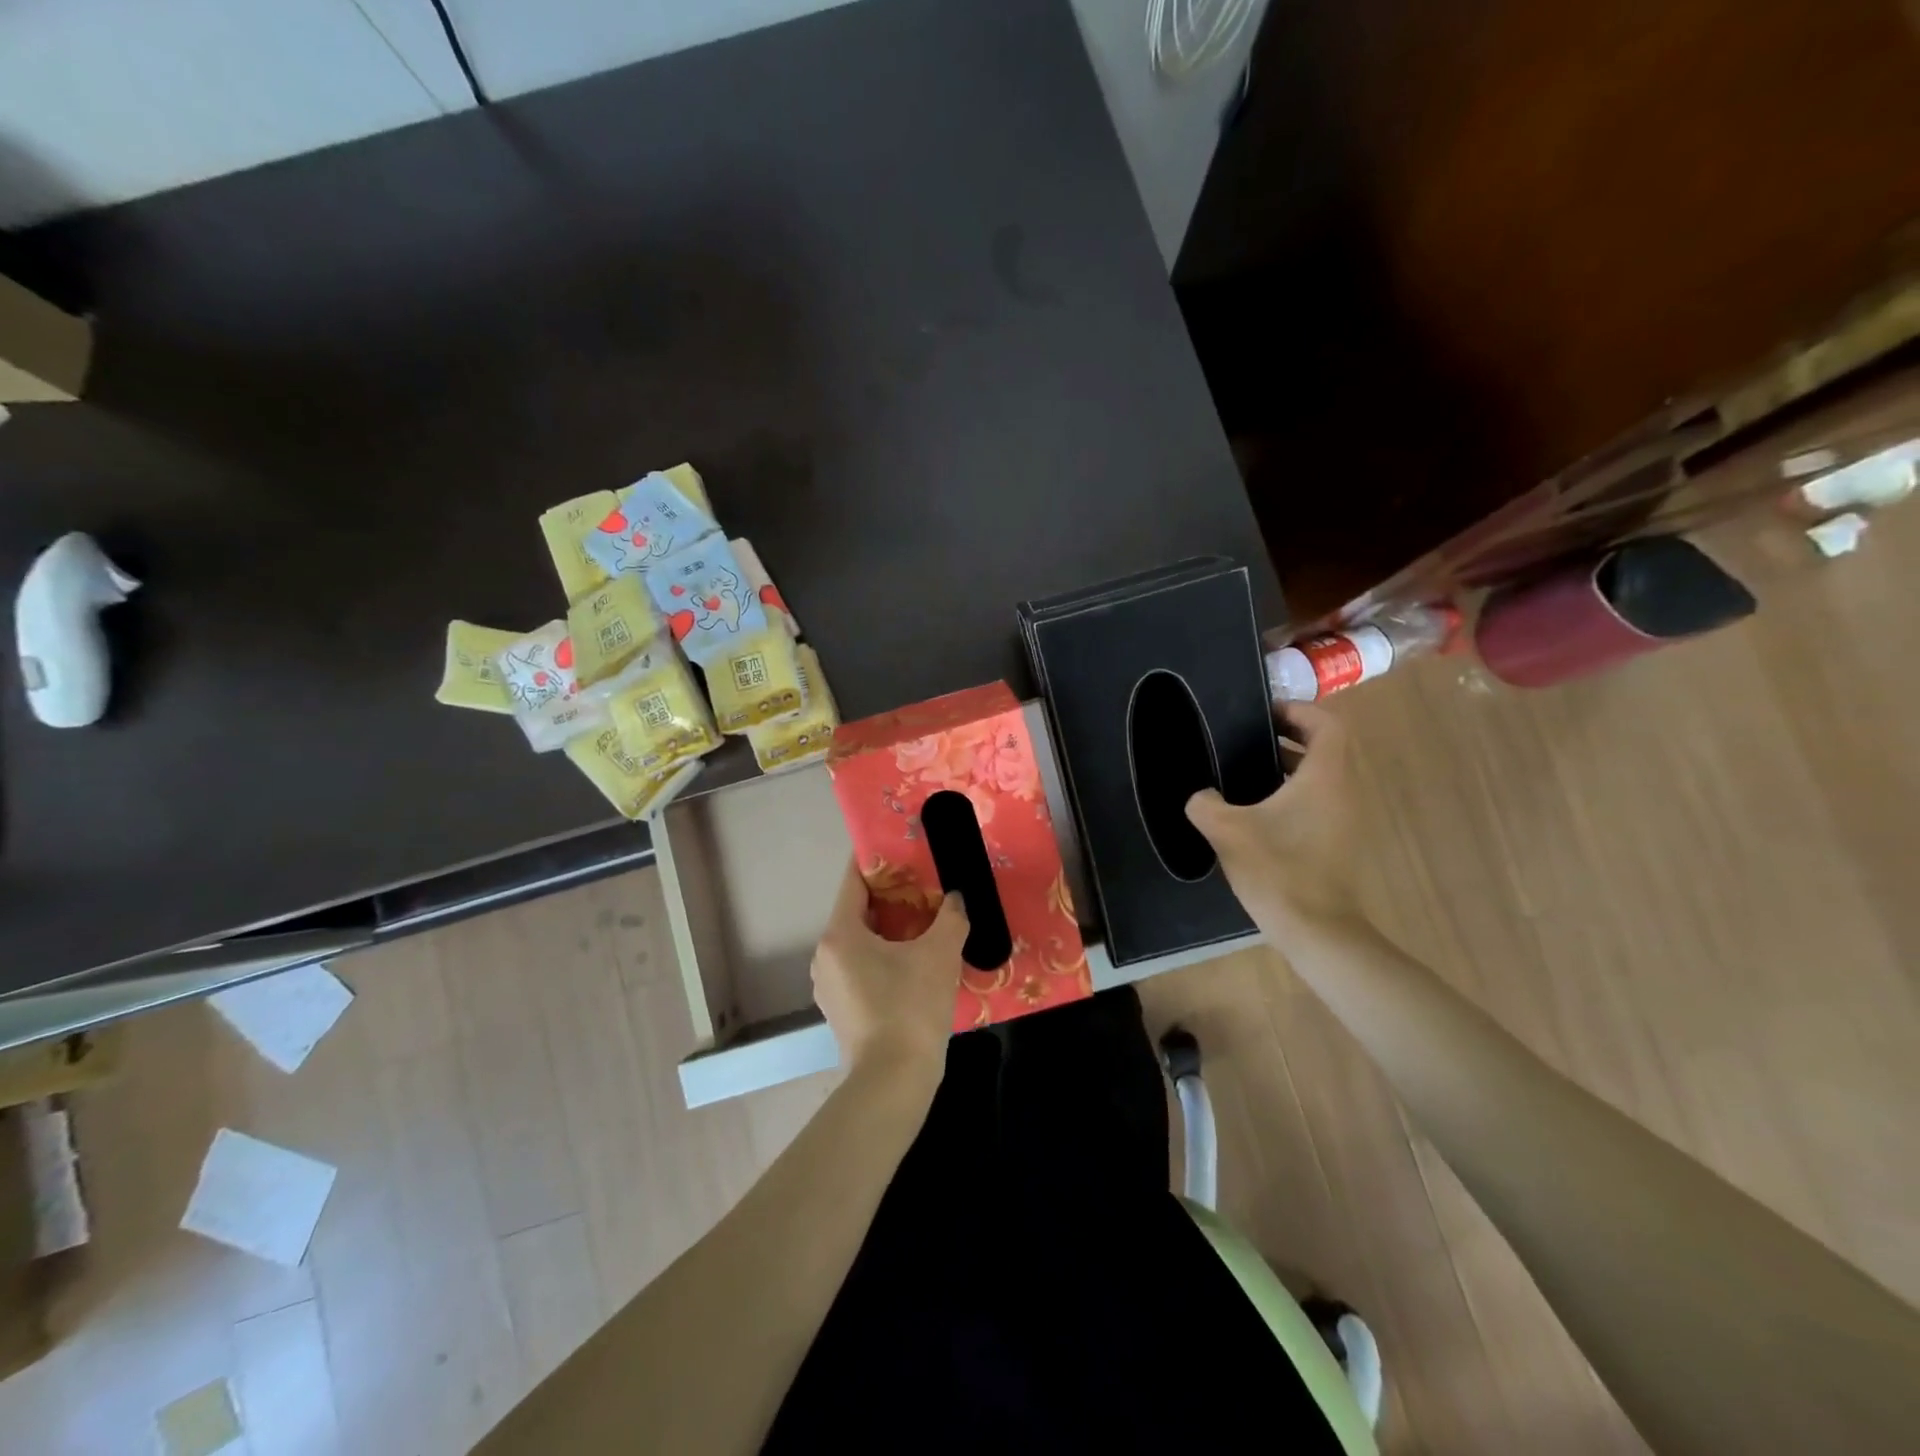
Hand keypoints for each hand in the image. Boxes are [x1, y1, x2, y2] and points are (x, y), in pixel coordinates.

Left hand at [811, 860, 967, 1087]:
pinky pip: (862, 968)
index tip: (901, 848)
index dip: (877, 861)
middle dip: (892, 897)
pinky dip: (885, 957)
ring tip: (925, 923)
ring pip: (861, 942)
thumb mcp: (939, 955)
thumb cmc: (910, 1008)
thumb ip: (950, 918)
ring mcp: (830, 986)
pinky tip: (915, 963)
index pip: (854, 881)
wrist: (893, 1082)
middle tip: (926, 886)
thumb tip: (956, 900)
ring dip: (890, 930)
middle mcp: (826, 955)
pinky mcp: (841, 1010)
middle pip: (858, 911)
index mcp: (840, 934)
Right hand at [1184, 702, 1361, 950]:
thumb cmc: (1277, 869)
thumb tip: (1201, 796)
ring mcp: (1344, 819)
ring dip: (1287, 768)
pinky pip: (1318, 802)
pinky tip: (1255, 814)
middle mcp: (1342, 792)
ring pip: (1320, 777)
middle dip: (1286, 738)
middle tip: (1246, 739)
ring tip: (1244, 773)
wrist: (1316, 930)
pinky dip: (1291, 795)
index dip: (1297, 710)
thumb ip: (1205, 803)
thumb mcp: (1227, 831)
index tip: (1263, 714)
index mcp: (1324, 777)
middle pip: (1324, 748)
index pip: (1326, 724)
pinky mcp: (1337, 842)